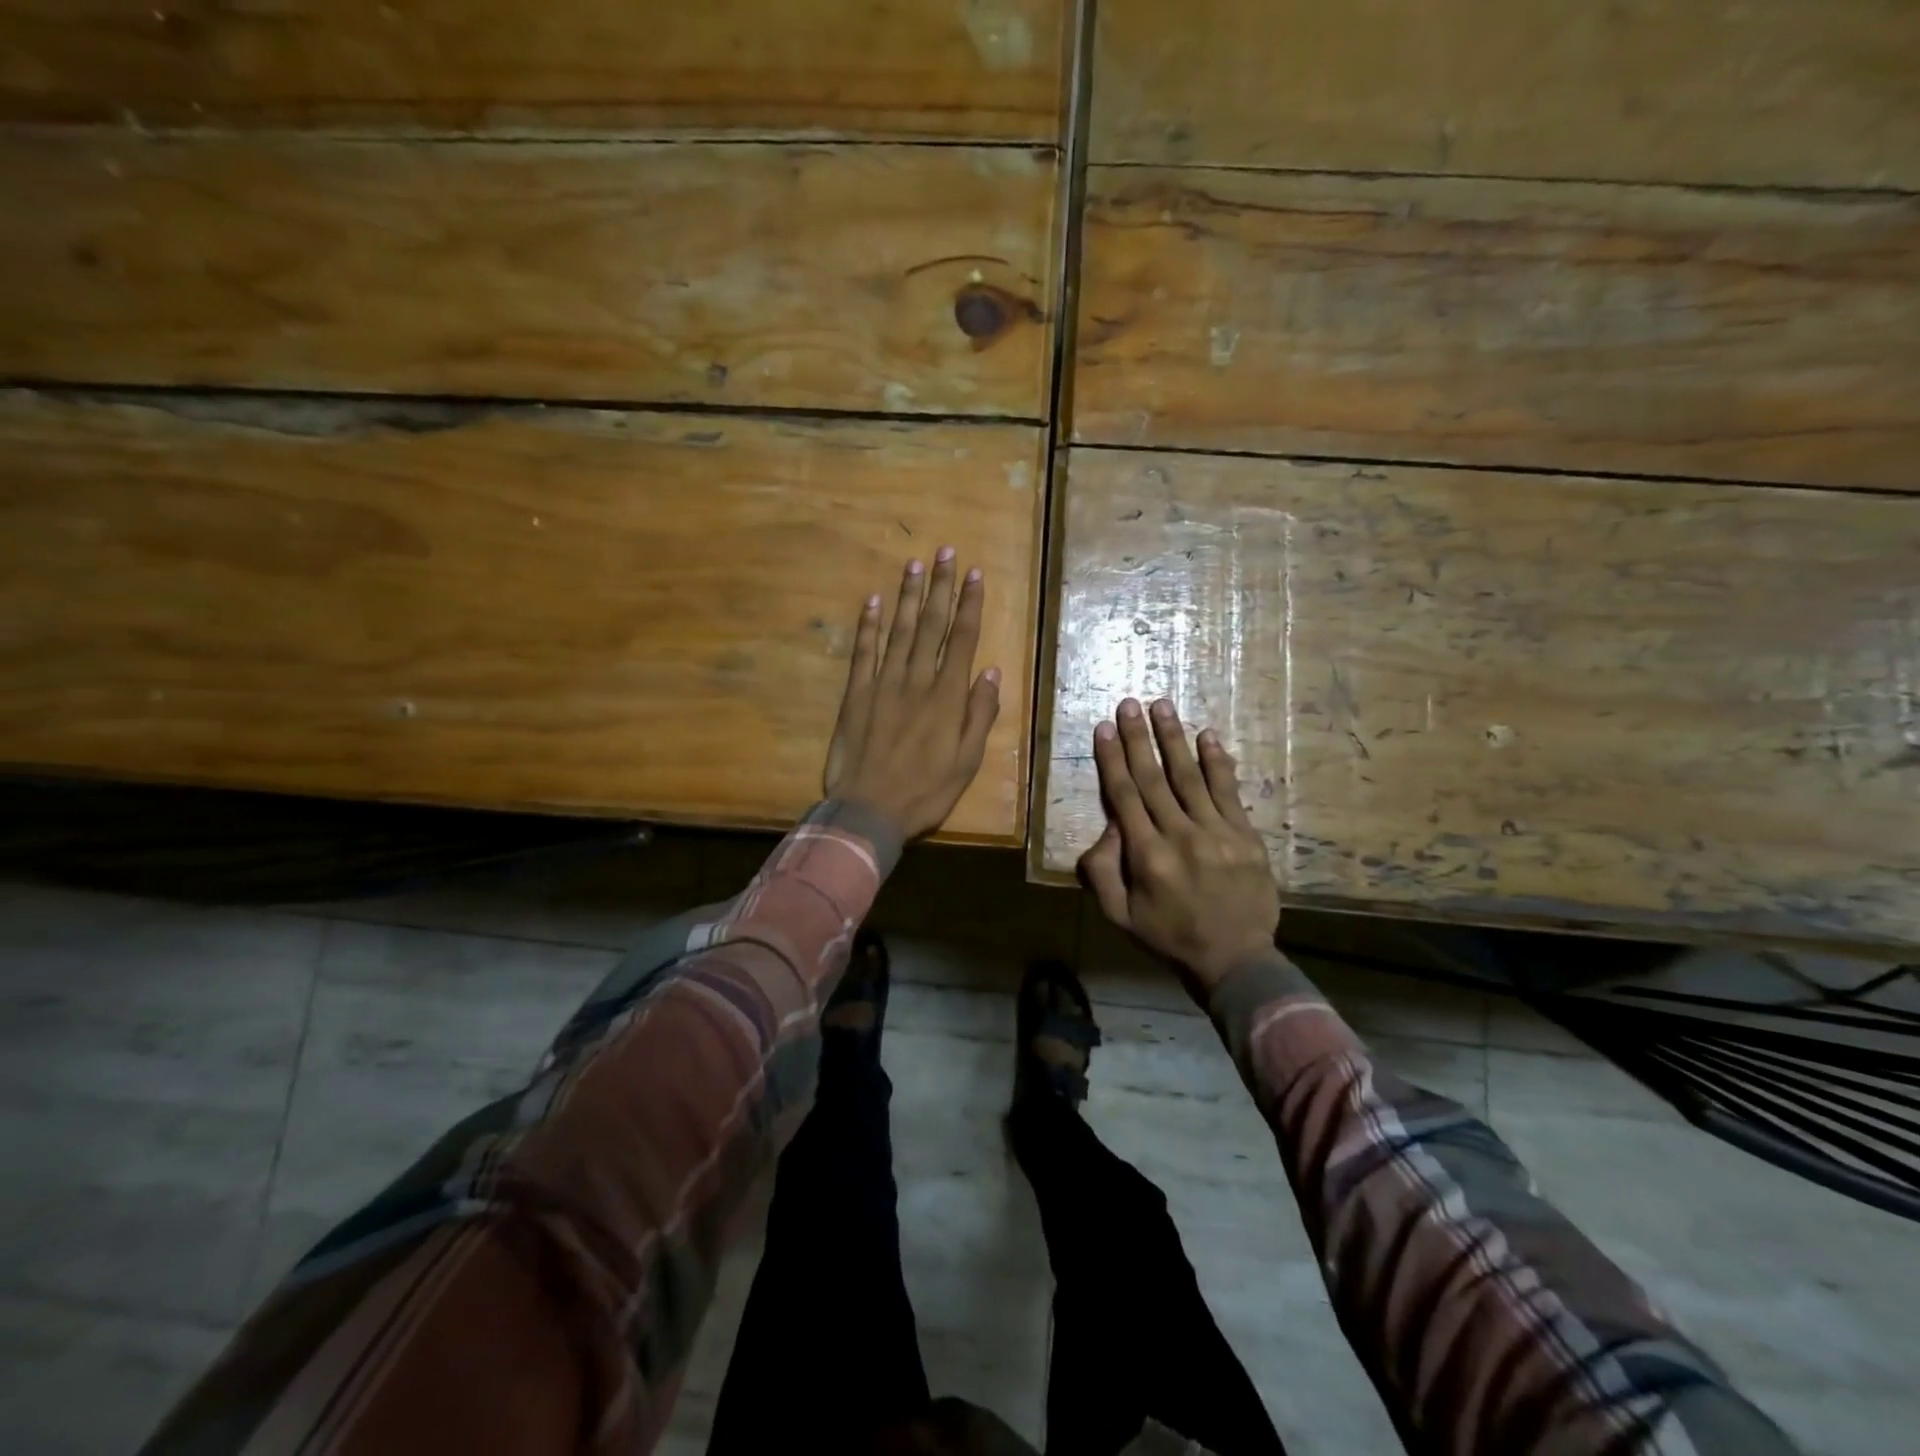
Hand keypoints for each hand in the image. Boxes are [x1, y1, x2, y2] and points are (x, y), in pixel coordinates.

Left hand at [823, 549, 1000, 840]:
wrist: (868, 810)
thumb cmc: (925, 791)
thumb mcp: (967, 761)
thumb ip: (979, 714)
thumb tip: (990, 671)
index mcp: (947, 697)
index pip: (962, 639)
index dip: (969, 604)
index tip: (975, 574)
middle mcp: (916, 681)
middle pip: (932, 625)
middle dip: (941, 586)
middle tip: (946, 552)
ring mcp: (883, 684)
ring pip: (899, 630)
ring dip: (908, 596)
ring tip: (915, 565)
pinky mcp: (856, 694)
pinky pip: (863, 652)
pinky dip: (868, 625)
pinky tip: (872, 601)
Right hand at [1079, 698, 1279, 997]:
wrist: (1235, 959)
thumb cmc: (1169, 936)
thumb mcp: (1119, 915)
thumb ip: (1103, 871)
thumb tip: (1109, 827)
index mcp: (1147, 856)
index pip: (1125, 796)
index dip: (1113, 759)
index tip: (1105, 728)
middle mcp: (1180, 836)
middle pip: (1154, 778)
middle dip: (1139, 738)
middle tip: (1129, 703)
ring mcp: (1217, 833)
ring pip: (1190, 777)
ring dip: (1174, 739)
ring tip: (1162, 706)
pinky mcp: (1245, 836)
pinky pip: (1228, 792)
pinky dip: (1217, 762)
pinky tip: (1207, 736)